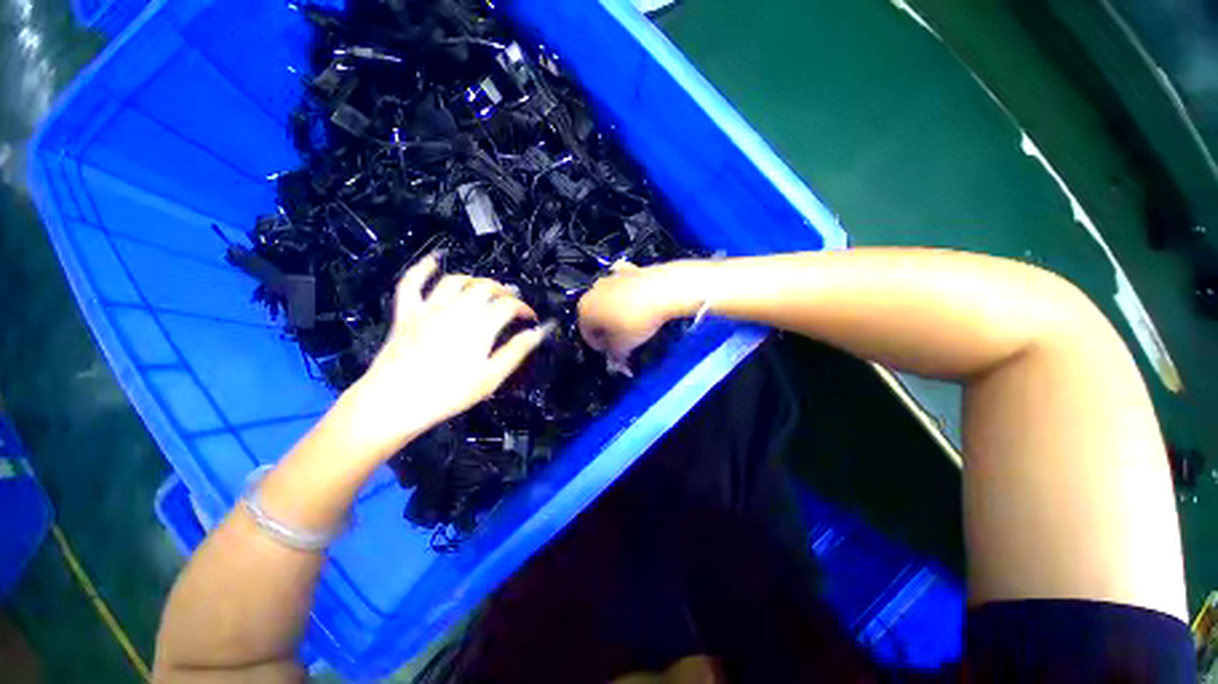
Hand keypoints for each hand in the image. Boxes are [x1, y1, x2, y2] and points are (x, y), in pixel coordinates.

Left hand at [340, 254, 552, 456]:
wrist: (396, 401)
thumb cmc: (449, 393)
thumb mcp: (491, 377)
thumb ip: (516, 351)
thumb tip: (538, 333)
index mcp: (480, 326)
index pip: (509, 305)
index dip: (524, 308)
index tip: (531, 318)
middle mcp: (457, 310)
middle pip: (485, 288)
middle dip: (504, 291)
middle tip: (512, 301)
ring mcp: (429, 308)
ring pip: (456, 280)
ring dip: (475, 280)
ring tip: (485, 287)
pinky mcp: (407, 312)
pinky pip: (412, 282)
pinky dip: (423, 267)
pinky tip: (434, 259)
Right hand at [577, 261, 683, 362]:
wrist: (661, 290)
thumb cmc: (636, 321)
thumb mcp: (623, 346)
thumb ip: (615, 354)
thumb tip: (615, 358)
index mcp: (584, 310)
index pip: (587, 335)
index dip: (600, 347)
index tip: (614, 353)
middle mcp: (591, 291)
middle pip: (595, 316)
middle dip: (606, 329)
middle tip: (622, 339)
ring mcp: (608, 278)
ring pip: (608, 300)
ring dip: (615, 312)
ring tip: (632, 322)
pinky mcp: (626, 269)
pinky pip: (622, 287)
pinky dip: (626, 294)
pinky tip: (637, 301)